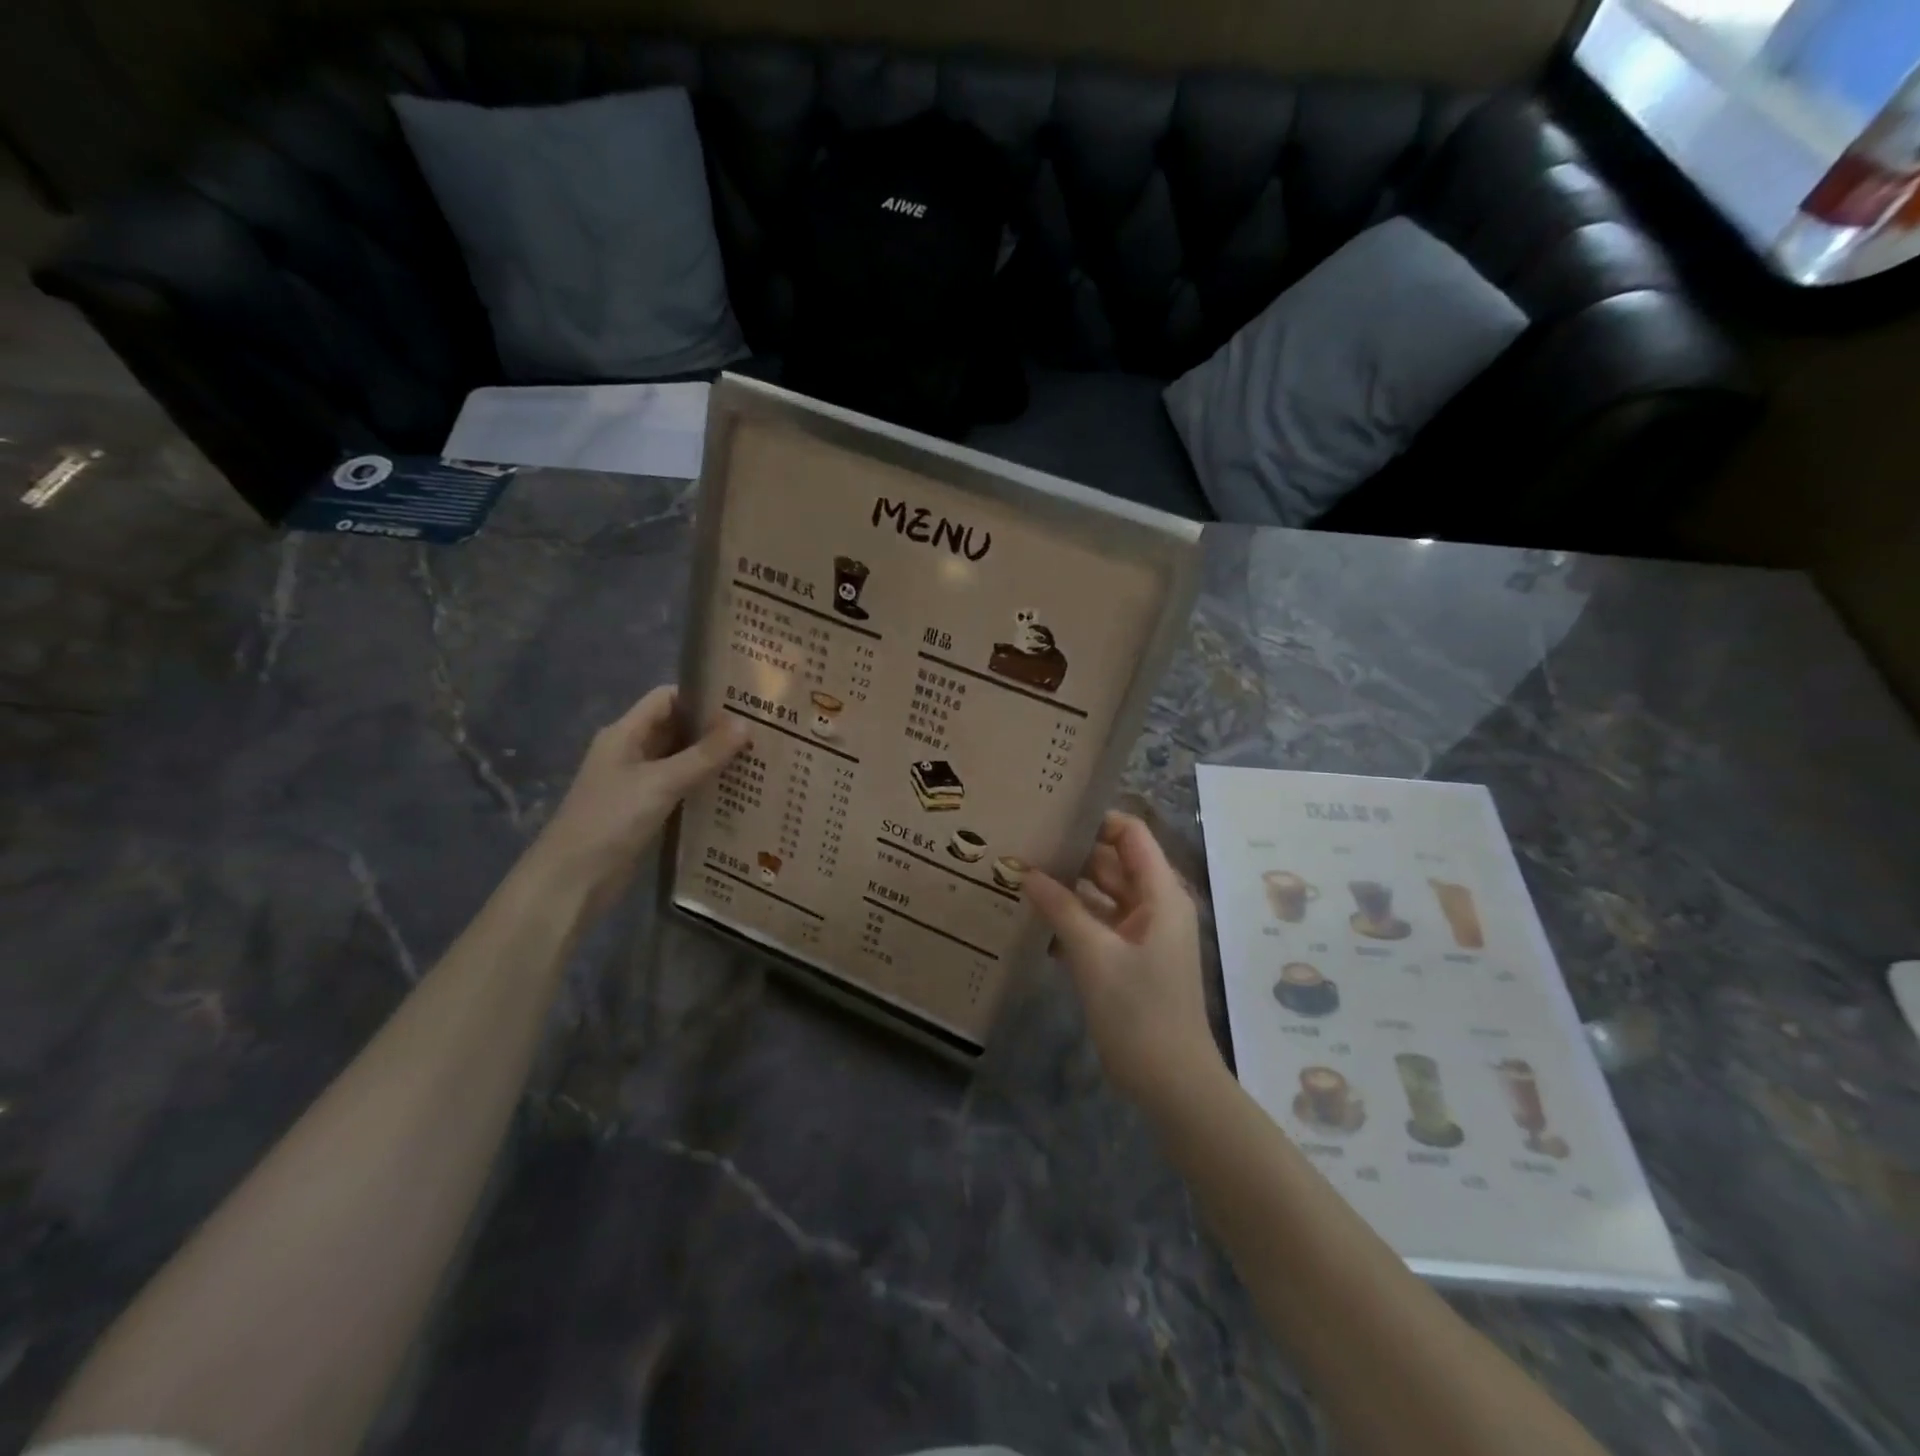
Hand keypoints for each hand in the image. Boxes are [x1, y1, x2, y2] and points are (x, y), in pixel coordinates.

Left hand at [525, 686, 748, 915]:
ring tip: (758, 757)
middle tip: (761, 729)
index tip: (743, 699)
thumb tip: (746, 723)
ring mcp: (638, 783)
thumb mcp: (661, 783)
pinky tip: (737, 791)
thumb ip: (704, 755)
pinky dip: (705, 786)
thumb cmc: (611, 820)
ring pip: (682, 760)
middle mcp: (631, 752)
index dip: (701, 695)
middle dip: (714, 728)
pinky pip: (681, 788)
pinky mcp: (647, 811)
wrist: (573, 880)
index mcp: (625, 734)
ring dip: (713, 759)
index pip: (667, 699)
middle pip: (677, 729)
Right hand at [1026, 812, 1222, 1107]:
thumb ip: (1060, 908)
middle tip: (1024, 844)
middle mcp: (1154, 905)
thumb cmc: (1139, 1012)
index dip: (1096, 819)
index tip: (1052, 815)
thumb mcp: (1094, 955)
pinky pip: (1098, 924)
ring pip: (1102, 894)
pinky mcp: (1128, 958)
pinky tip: (1033, 918)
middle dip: (1072, 853)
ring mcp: (1142, 933)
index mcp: (1160, 894)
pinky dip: (1072, 919)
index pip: (1131, 834)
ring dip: (1067, 887)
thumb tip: (1026, 871)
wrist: (1171, 1082)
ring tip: (1020, 874)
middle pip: (1113, 862)